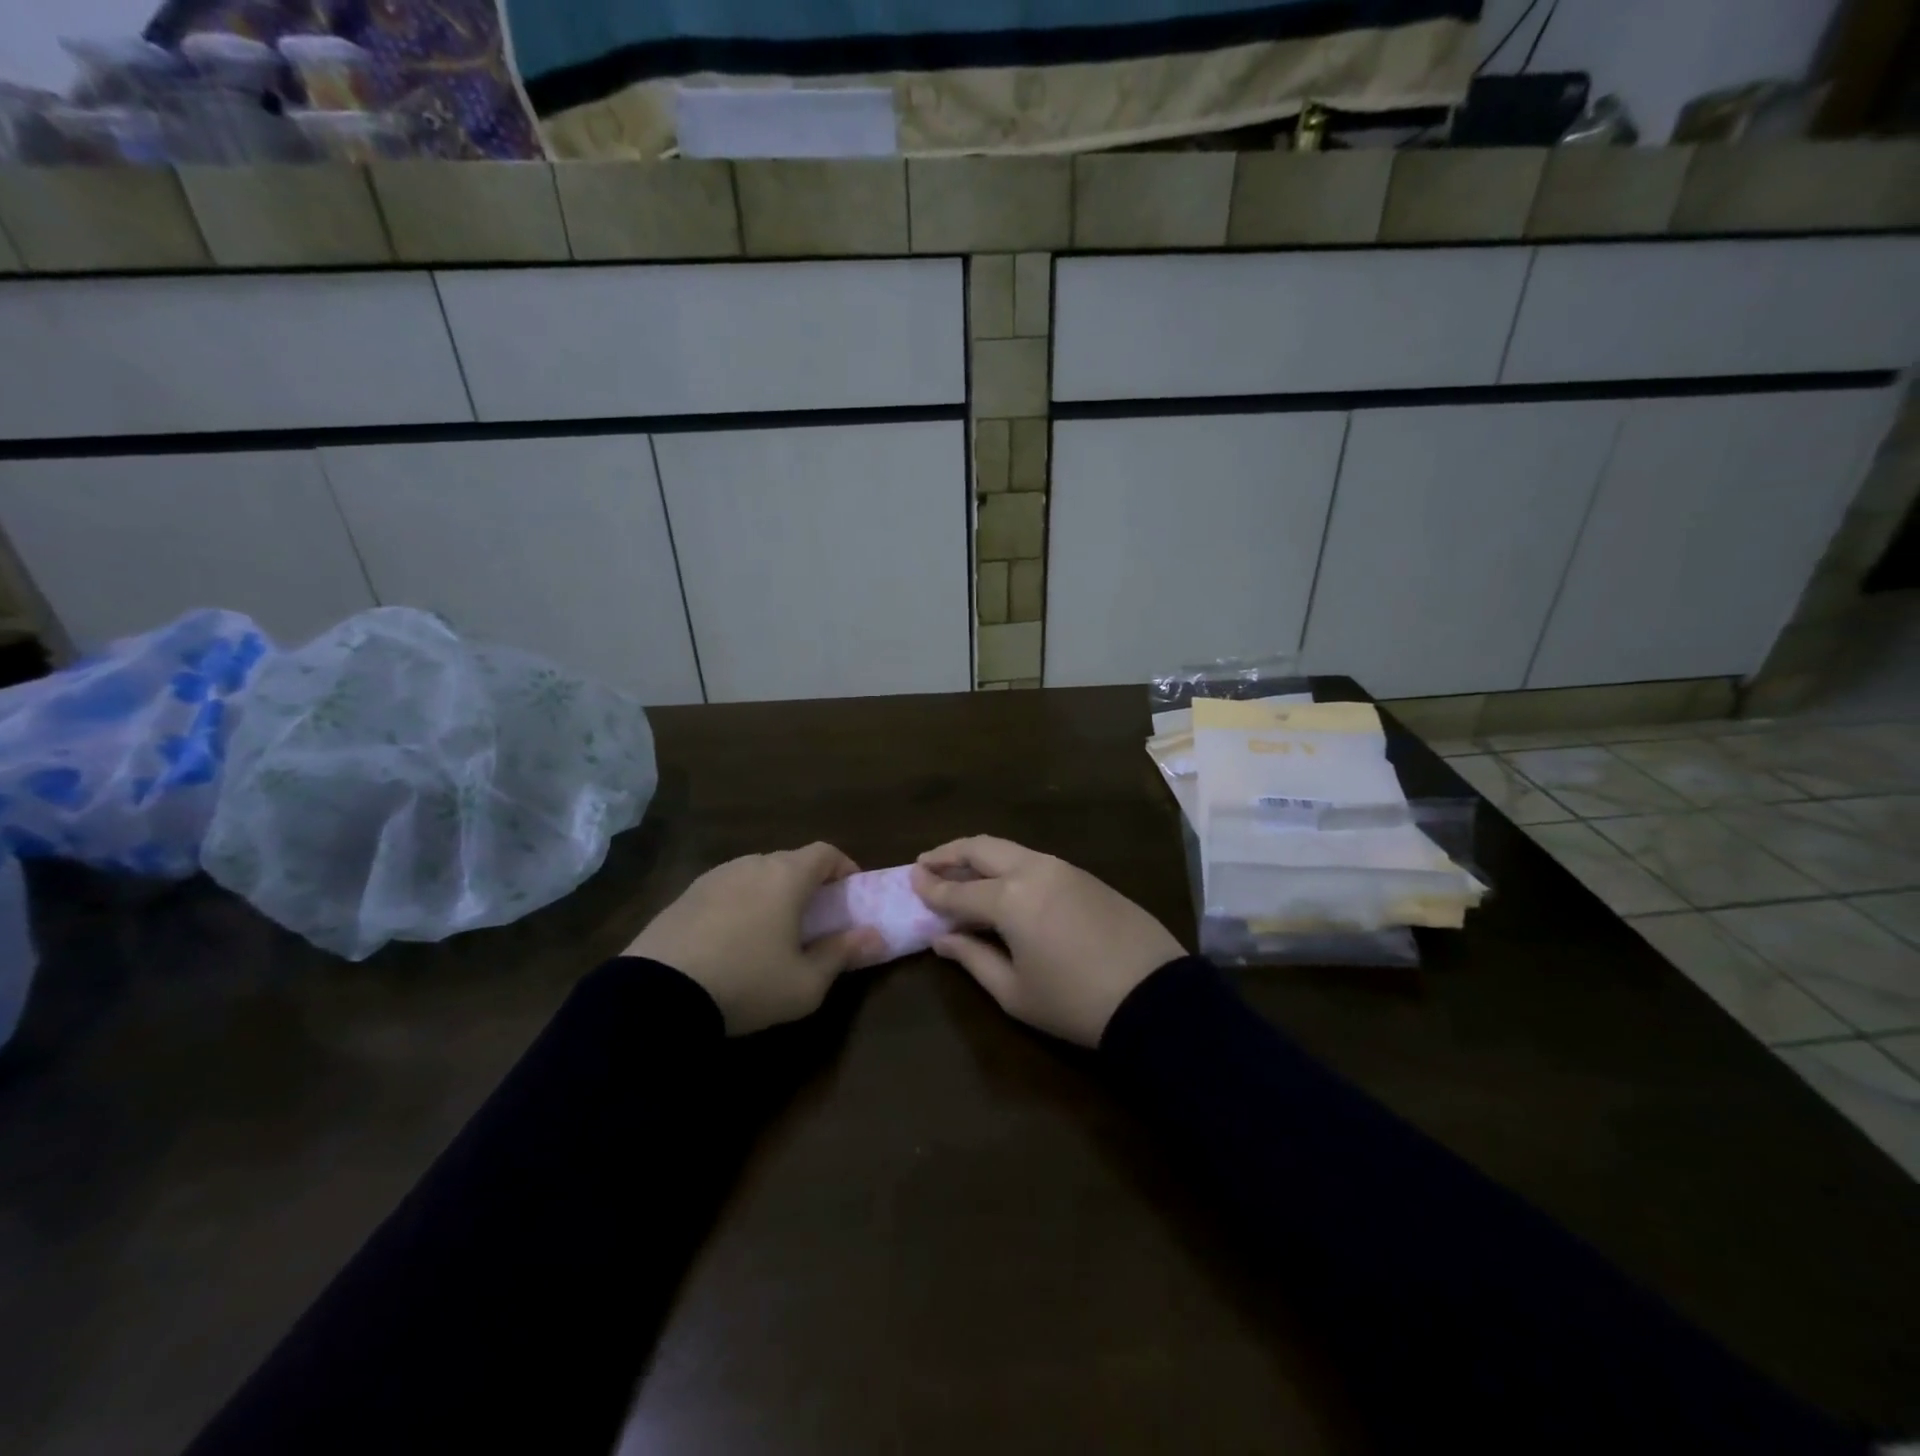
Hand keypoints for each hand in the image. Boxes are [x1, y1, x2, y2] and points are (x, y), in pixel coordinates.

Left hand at [626, 843, 883, 1035]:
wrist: (657, 995)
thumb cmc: (747, 983)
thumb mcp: (806, 983)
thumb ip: (843, 954)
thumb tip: (876, 936)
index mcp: (786, 876)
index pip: (825, 852)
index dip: (843, 867)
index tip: (850, 893)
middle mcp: (751, 864)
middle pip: (789, 861)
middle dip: (808, 883)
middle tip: (814, 917)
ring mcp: (714, 877)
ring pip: (755, 874)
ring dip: (771, 892)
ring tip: (772, 930)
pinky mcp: (684, 895)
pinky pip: (725, 889)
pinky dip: (740, 903)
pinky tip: (732, 939)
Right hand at [911, 837, 1184, 1046]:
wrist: (1154, 996)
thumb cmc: (1074, 1003)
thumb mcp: (1014, 991)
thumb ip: (972, 958)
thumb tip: (942, 939)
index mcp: (1010, 899)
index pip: (958, 890)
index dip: (930, 887)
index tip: (909, 880)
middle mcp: (1033, 870)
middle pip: (981, 849)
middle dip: (949, 852)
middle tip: (926, 862)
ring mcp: (1063, 867)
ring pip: (1009, 848)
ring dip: (979, 854)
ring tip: (960, 868)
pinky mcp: (1085, 875)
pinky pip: (1034, 859)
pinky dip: (1008, 864)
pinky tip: (1002, 881)